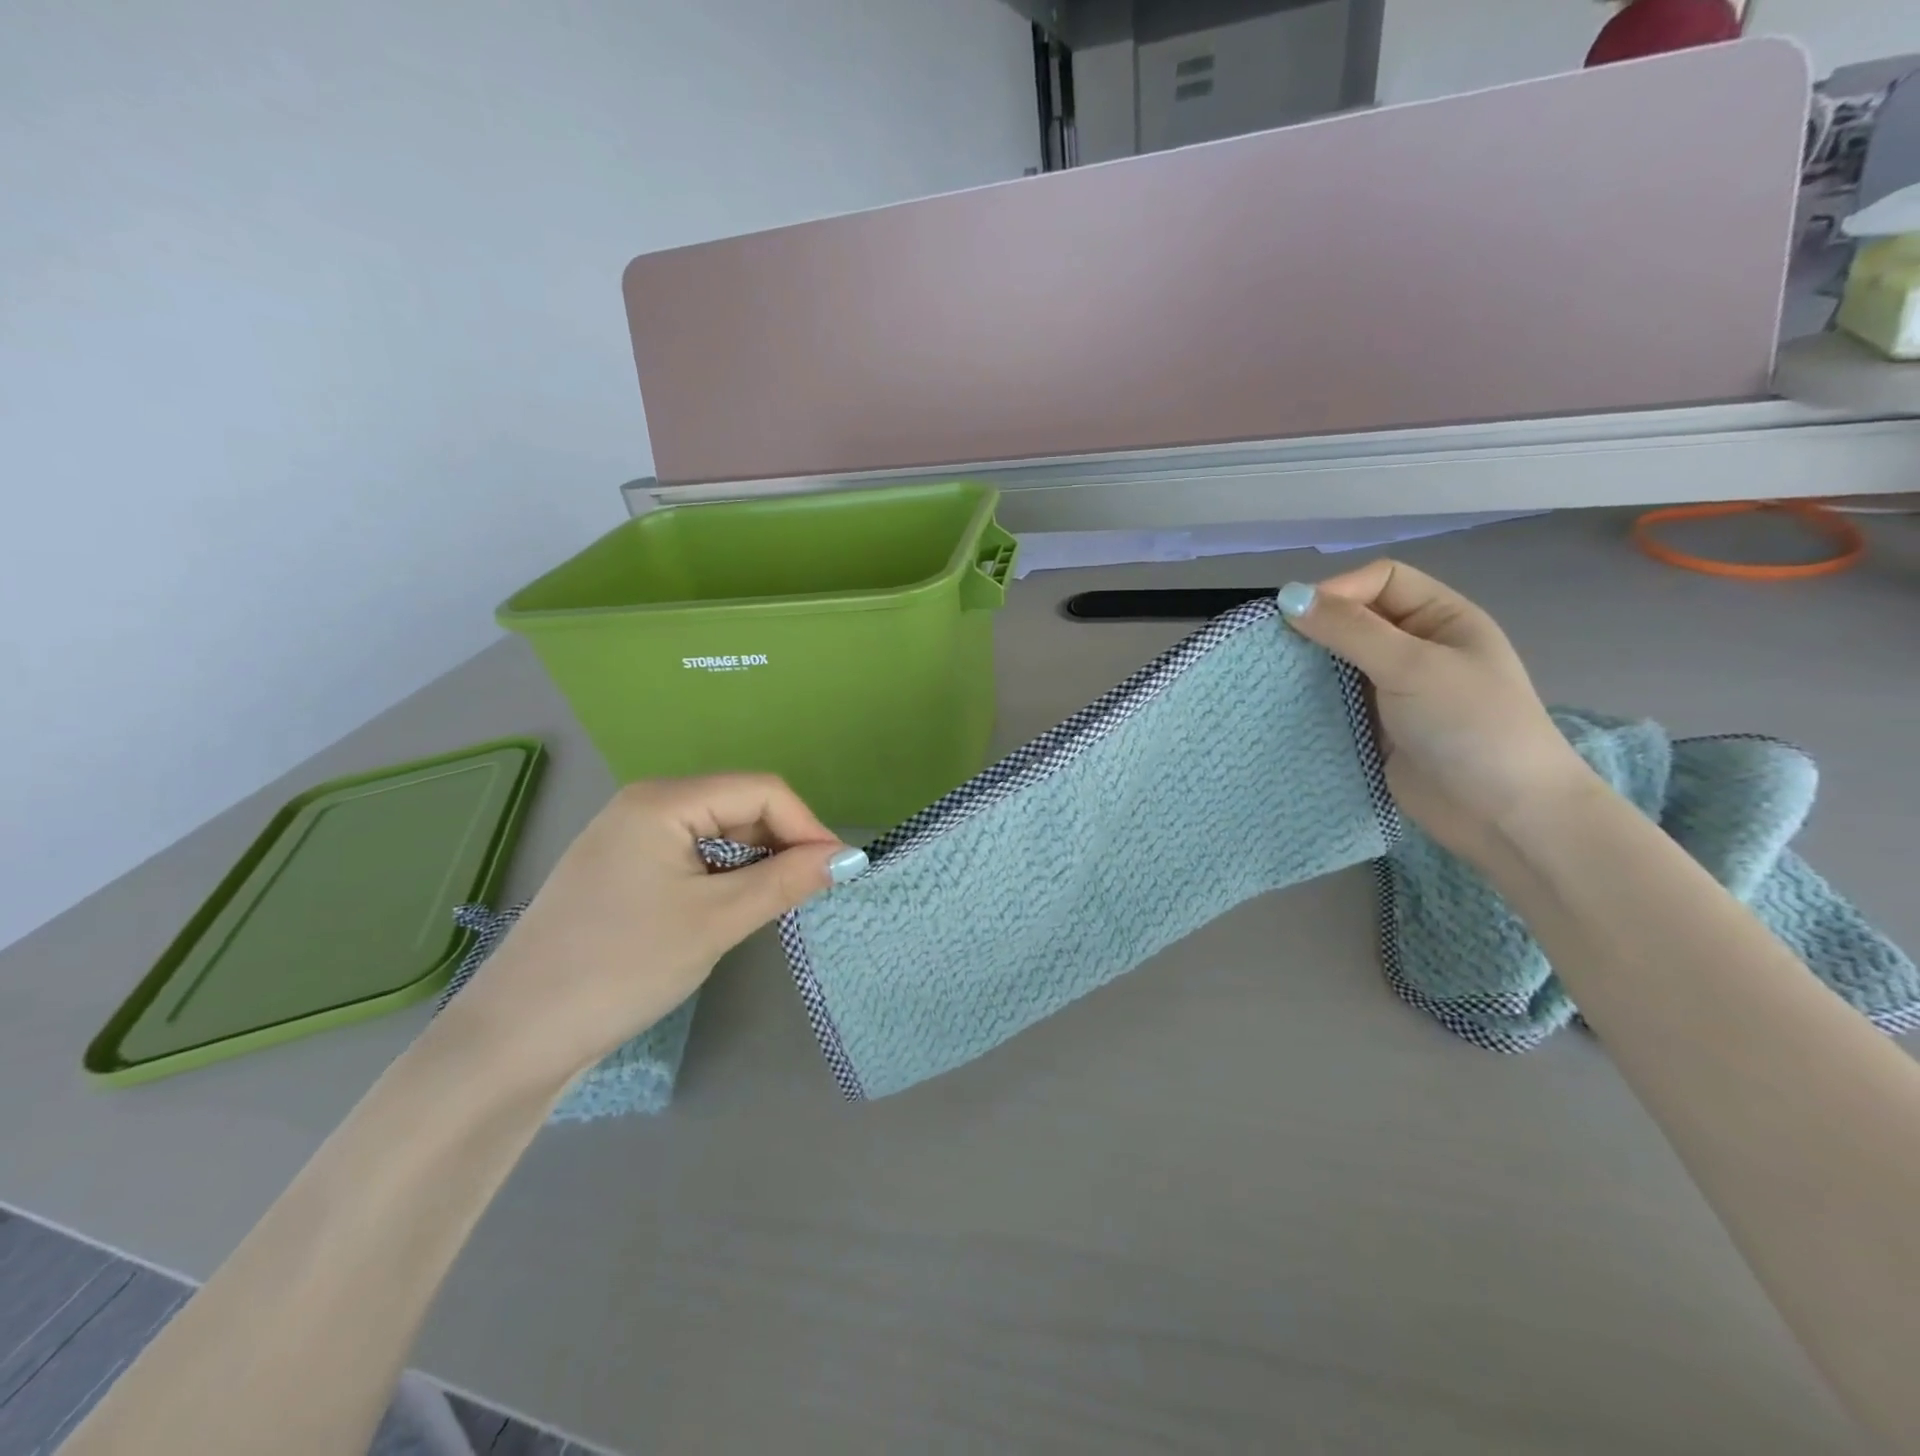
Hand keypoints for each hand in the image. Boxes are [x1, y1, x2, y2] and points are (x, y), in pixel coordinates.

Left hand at [436, 774, 864, 1088]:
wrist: (516, 1038)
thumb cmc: (622, 966)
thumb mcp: (716, 920)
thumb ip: (786, 881)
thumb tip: (847, 858)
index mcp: (663, 800)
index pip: (761, 791)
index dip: (807, 826)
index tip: (838, 872)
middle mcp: (645, 805)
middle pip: (739, 806)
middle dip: (782, 843)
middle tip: (812, 892)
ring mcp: (629, 838)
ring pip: (718, 833)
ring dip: (756, 861)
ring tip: (778, 903)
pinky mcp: (623, 871)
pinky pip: (692, 856)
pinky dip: (725, 876)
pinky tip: (735, 907)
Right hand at [1278, 559, 1596, 866]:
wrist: (1503, 815)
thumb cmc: (1471, 726)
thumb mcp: (1412, 667)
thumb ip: (1350, 630)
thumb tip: (1288, 596)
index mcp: (1441, 618)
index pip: (1381, 580)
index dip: (1338, 590)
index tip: (1296, 618)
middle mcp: (1416, 647)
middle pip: (1354, 618)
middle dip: (1315, 628)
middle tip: (1273, 649)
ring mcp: (1395, 689)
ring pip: (1338, 661)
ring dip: (1308, 665)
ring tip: (1272, 677)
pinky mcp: (1375, 726)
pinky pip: (1334, 699)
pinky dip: (1310, 698)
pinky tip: (1284, 705)